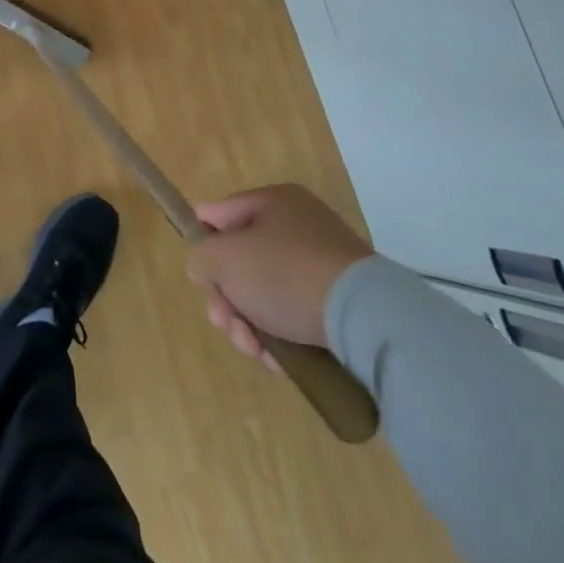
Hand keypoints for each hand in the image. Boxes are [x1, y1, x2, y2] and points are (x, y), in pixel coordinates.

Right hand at [185, 184, 373, 367]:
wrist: (365, 320)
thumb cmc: (284, 273)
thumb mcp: (225, 258)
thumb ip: (201, 256)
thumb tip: (204, 265)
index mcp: (274, 202)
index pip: (221, 213)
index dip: (203, 240)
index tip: (199, 274)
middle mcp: (300, 226)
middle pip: (243, 261)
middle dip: (226, 297)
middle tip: (224, 323)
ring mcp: (322, 266)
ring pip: (266, 294)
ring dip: (248, 324)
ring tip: (252, 348)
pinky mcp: (339, 305)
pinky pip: (295, 316)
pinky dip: (280, 338)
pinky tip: (277, 360)